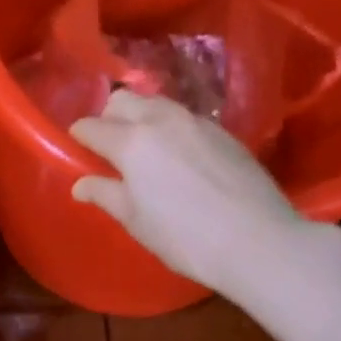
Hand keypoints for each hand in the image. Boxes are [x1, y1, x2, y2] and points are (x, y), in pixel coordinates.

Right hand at [70, 90, 311, 295]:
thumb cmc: (187, 238)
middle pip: (121, 100)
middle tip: (111, 146)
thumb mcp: (138, 221)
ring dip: (141, 116)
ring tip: (146, 147)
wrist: (260, 241)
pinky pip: (183, 117)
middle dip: (108, 116)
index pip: (92, 126)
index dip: (80, 136)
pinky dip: (170, 127)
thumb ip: (106, 195)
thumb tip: (80, 184)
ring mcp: (193, 121)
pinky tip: (181, 155)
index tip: (80, 148)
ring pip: (154, 102)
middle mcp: (159, 119)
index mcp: (131, 141)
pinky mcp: (221, 130)